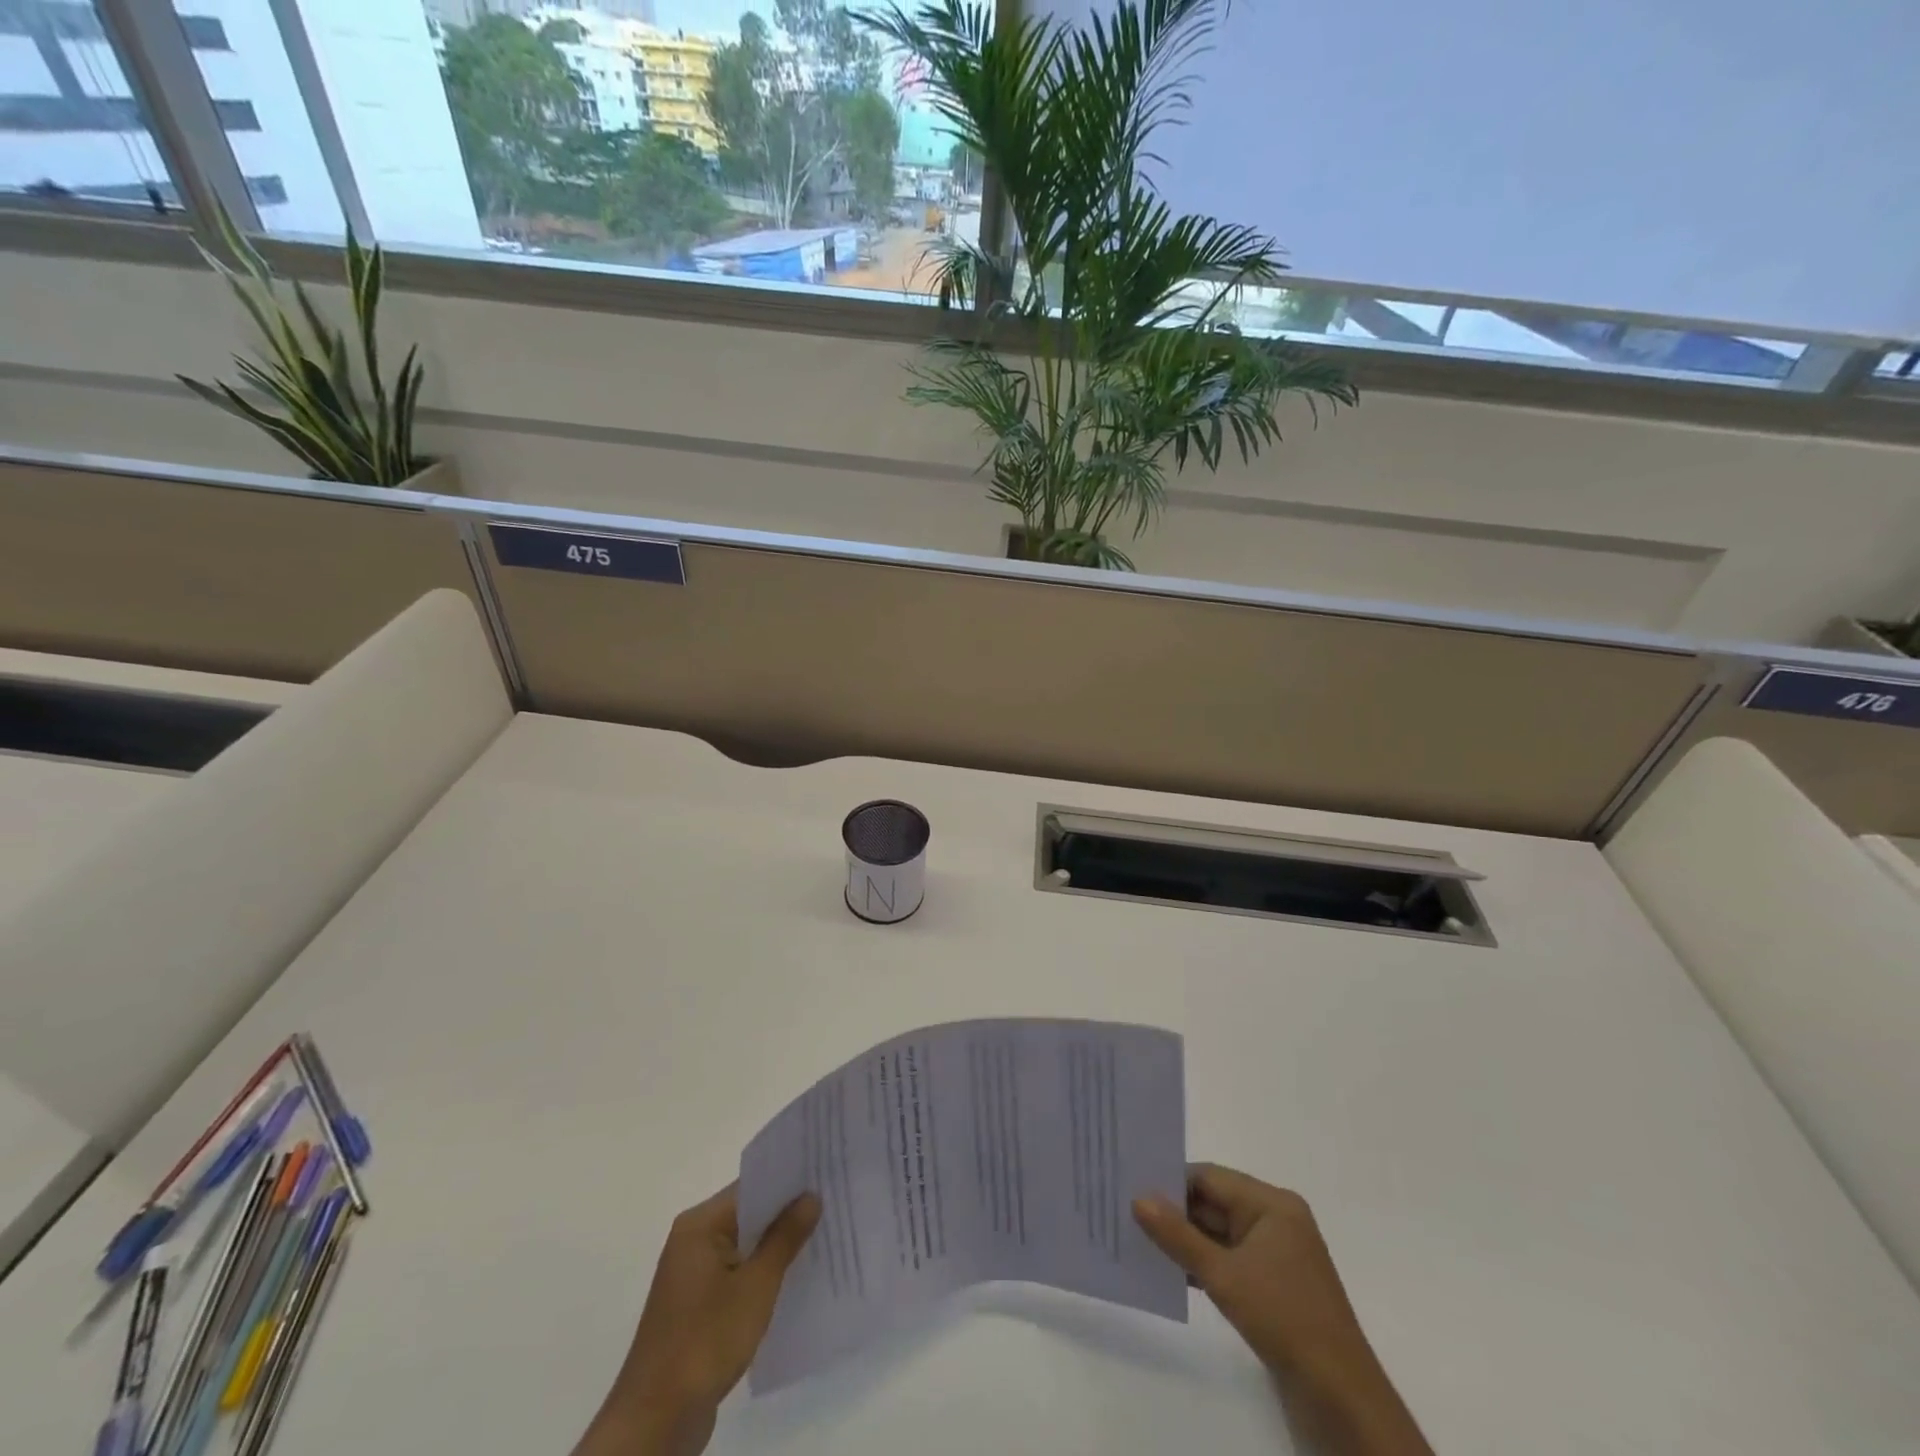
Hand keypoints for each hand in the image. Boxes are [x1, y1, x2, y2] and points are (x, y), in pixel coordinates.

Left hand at [574, 1184, 819, 1455]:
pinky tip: (796, 1278)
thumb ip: (784, 1237)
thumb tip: (811, 1196)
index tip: (826, 1173)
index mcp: (699, 1225)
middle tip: (834, 1202)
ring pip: (745, 1245)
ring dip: (777, 1245)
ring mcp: (693, 1275)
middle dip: (788, 1212)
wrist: (656, 1421)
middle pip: (748, 1213)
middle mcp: (692, 1241)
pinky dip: (763, 1272)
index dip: (789, 1180)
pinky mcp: (698, 1306)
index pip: (751, 1186)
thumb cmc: (706, 1341)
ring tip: (825, 1235)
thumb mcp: (756, 1286)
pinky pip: (737, 1273)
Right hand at [1133, 1164, 1430, 1455]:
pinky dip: (1204, 1262)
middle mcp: (1277, 1220)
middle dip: (1175, 1210)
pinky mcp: (1275, 1286)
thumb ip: (1178, 1236)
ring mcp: (1277, 1255)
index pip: (1210, 1177)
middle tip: (1128, 1212)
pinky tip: (1172, 1272)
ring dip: (1187, 1239)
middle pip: (1215, 1202)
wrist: (1341, 1398)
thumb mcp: (1223, 1275)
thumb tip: (1138, 1198)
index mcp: (1272, 1204)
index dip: (1171, 1181)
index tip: (1131, 1186)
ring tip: (1140, 1239)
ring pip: (1220, 1233)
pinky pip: (1231, 1259)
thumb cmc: (1284, 1319)